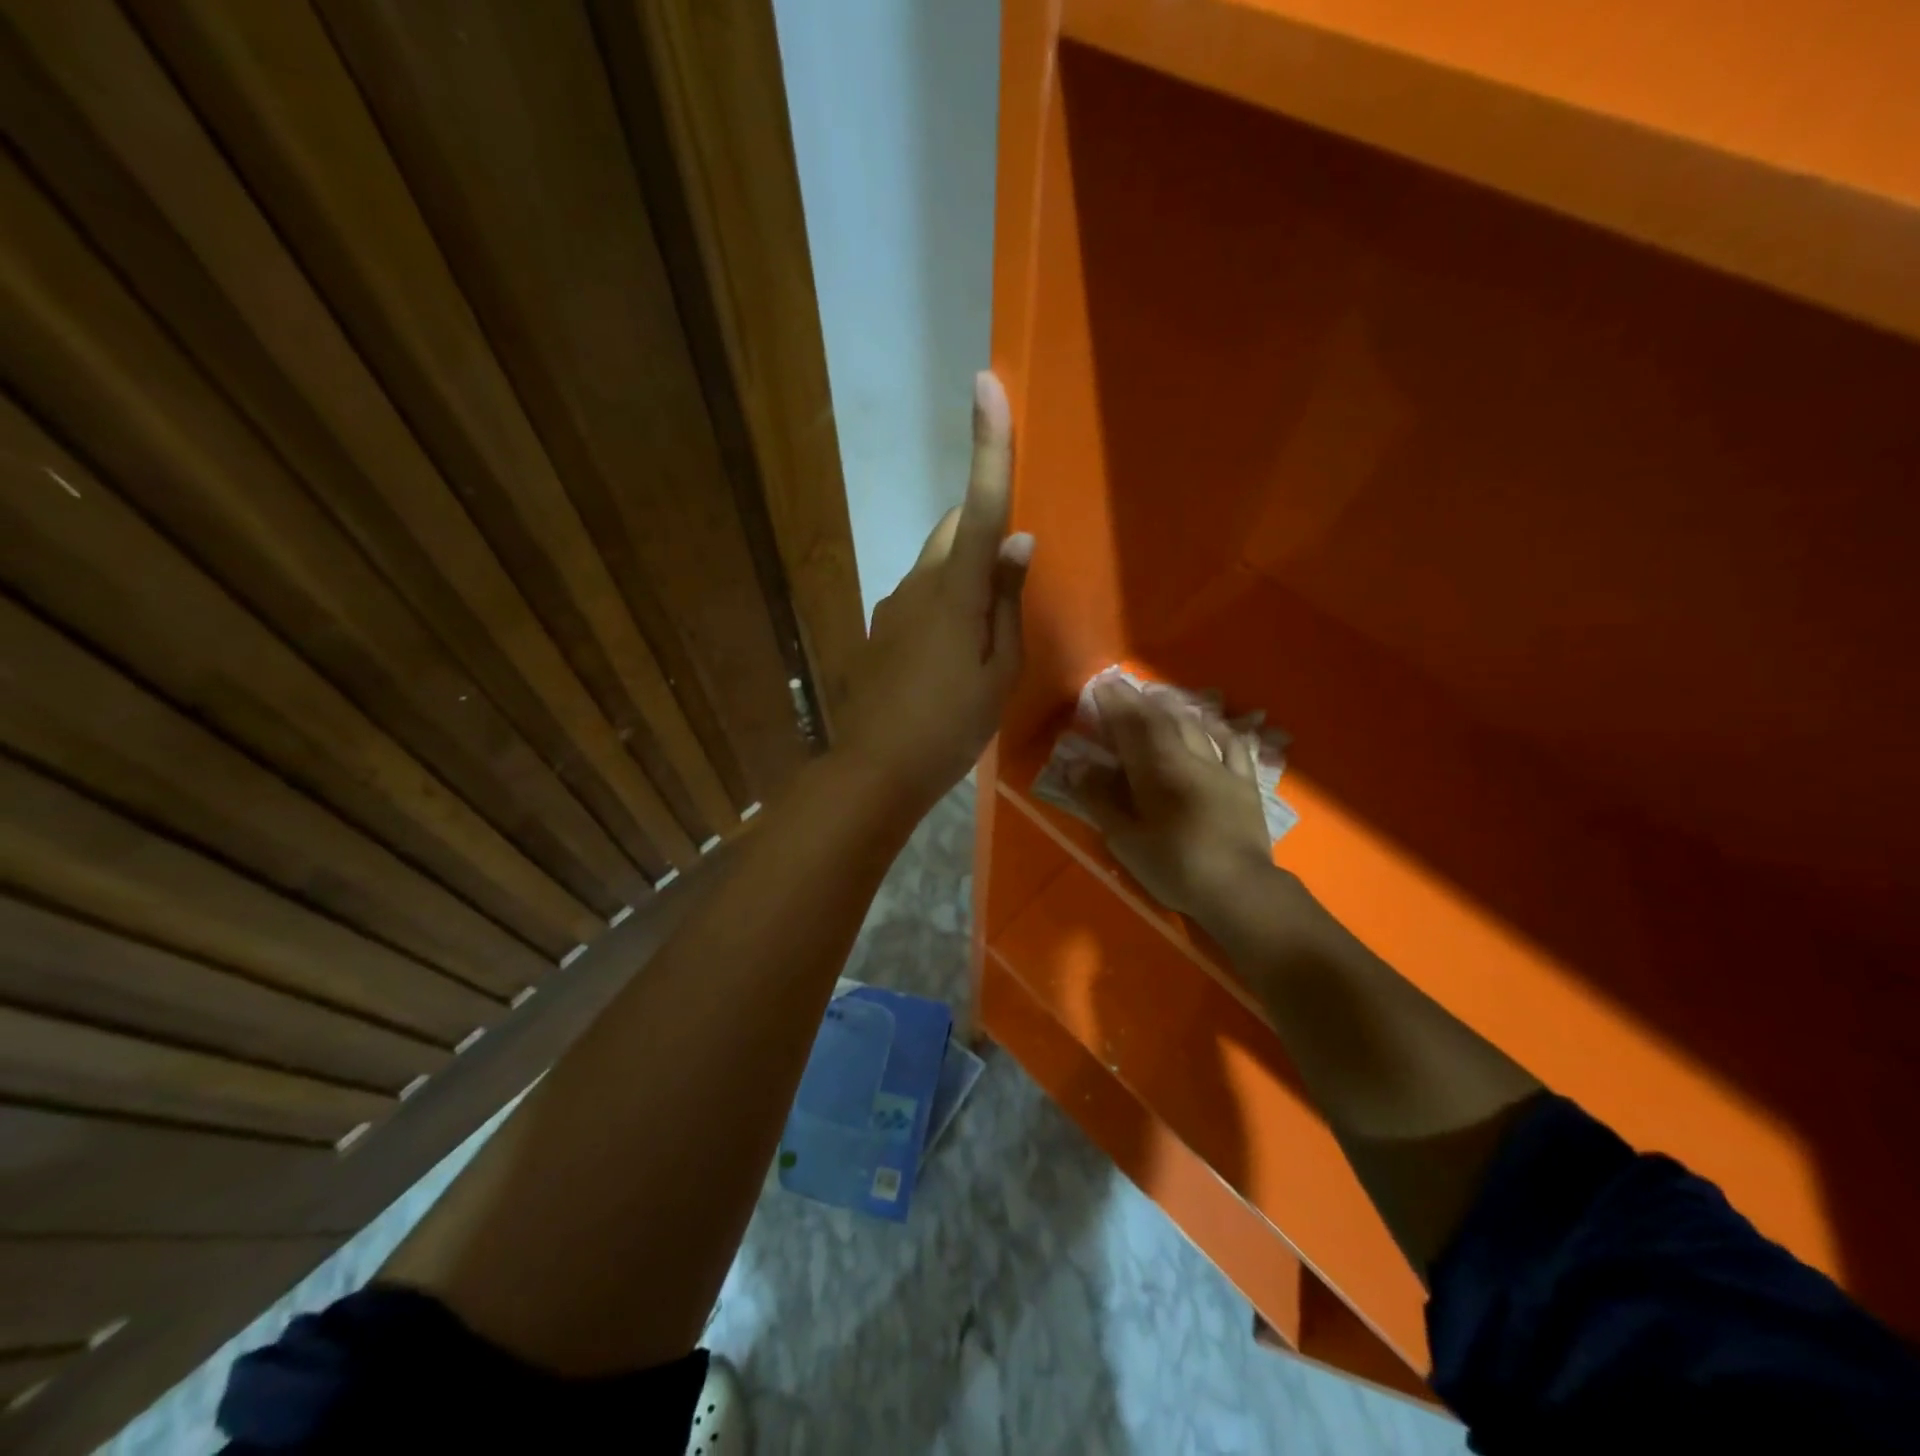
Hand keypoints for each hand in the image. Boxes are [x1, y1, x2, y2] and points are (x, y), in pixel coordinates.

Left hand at [837, 372, 1032, 807]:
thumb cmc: (951, 725)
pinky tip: (949, 653)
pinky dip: (942, 601)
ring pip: (935, 563)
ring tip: (981, 633)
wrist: (877, 768)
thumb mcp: (999, 671)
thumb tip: (1018, 542)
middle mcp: (918, 583)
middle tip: (1006, 577)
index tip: (985, 385)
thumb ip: (1007, 601)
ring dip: (962, 574)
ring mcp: (892, 604)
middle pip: (953, 529)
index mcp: (956, 592)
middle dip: (980, 529)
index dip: (987, 446)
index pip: (982, 507)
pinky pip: (920, 594)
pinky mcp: (879, 626)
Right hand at [1076, 680, 1277, 922]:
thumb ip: (1100, 799)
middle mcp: (1189, 759)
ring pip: (1196, 726)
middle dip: (1139, 700)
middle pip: (1162, 721)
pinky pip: (1232, 745)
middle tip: (1122, 685)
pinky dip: (1218, 728)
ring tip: (1158, 695)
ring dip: (1174, 707)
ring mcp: (1221, 768)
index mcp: (1157, 771)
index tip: (1100, 685)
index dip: (1115, 704)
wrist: (1239, 890)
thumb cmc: (1175, 867)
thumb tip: (1076, 764)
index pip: (1132, 727)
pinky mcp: (1244, 783)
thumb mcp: (1126, 840)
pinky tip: (1210, 722)